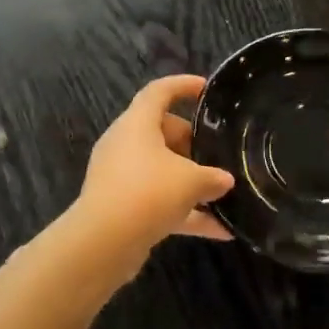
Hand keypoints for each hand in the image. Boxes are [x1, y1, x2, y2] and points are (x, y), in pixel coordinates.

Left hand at [74, 75, 235, 266]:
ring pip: (160, 169)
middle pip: (162, 132)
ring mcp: (121, 176)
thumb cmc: (148, 192)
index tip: (206, 89)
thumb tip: (225, 181)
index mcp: (137, 123)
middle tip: (218, 154)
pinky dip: (185, 212)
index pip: (159, 92)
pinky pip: (158, 201)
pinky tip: (219, 231)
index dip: (182, 86)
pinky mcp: (121, 206)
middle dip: (192, 143)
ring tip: (223, 194)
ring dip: (190, 181)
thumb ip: (212, 177)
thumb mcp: (191, 181)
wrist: (103, 242)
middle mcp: (125, 144)